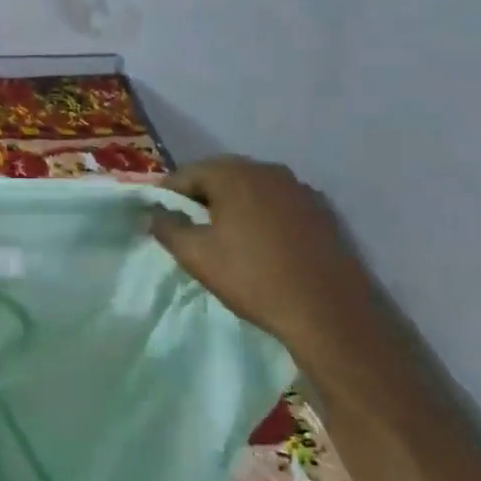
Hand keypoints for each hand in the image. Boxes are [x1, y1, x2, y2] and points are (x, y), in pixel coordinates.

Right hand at [151, 156, 384, 371]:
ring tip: (222, 235)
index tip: (159, 216)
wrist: (326, 310)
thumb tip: (154, 214)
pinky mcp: (320, 209)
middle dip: (200, 197)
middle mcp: (267, 170)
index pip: (187, 173)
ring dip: (232, 204)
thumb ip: (168, 228)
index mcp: (234, 174)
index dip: (168, 194)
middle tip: (187, 226)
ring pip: (251, 188)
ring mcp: (298, 188)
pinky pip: (277, 203)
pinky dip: (261, 214)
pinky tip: (260, 242)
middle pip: (221, 175)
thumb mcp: (197, 256)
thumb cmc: (253, 278)